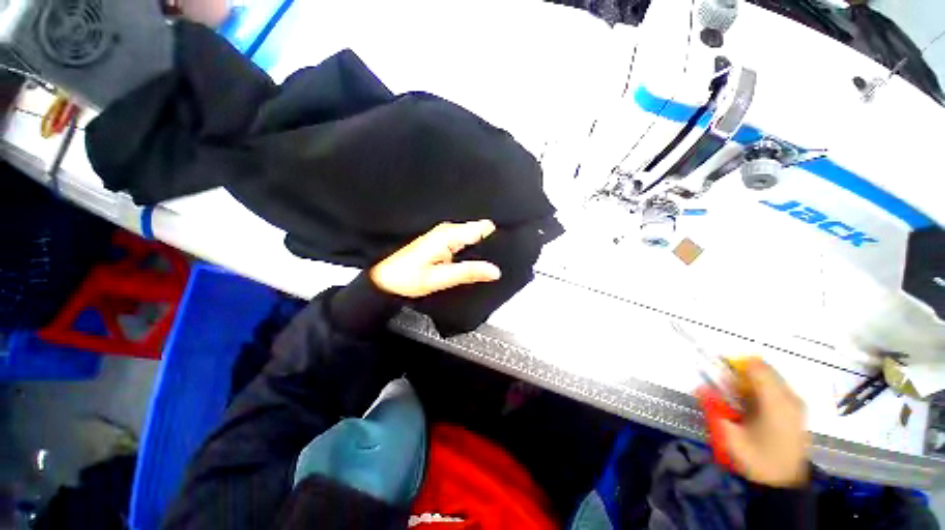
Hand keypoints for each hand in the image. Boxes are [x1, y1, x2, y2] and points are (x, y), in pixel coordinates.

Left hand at [369, 220, 501, 297]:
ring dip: (480, 249)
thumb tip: (494, 270)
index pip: (482, 228)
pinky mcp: (441, 241)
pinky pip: (464, 241)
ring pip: (472, 236)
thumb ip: (468, 272)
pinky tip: (471, 262)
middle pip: (479, 231)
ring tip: (484, 264)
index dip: (496, 238)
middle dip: (489, 244)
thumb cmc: (406, 278)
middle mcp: (447, 231)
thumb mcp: (440, 278)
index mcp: (448, 235)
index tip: (505, 249)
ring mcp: (444, 235)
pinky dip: (470, 251)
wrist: (385, 279)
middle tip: (493, 262)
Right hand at [721, 360, 810, 486]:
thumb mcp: (730, 437)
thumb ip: (715, 409)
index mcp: (774, 402)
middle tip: (728, 395)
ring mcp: (796, 403)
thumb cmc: (757, 459)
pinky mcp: (797, 409)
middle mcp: (789, 397)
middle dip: (740, 376)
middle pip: (761, 369)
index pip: (754, 365)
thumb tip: (700, 386)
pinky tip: (753, 410)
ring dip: (749, 384)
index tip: (720, 378)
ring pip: (768, 377)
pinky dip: (759, 392)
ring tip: (740, 405)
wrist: (785, 482)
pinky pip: (775, 388)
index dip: (734, 366)